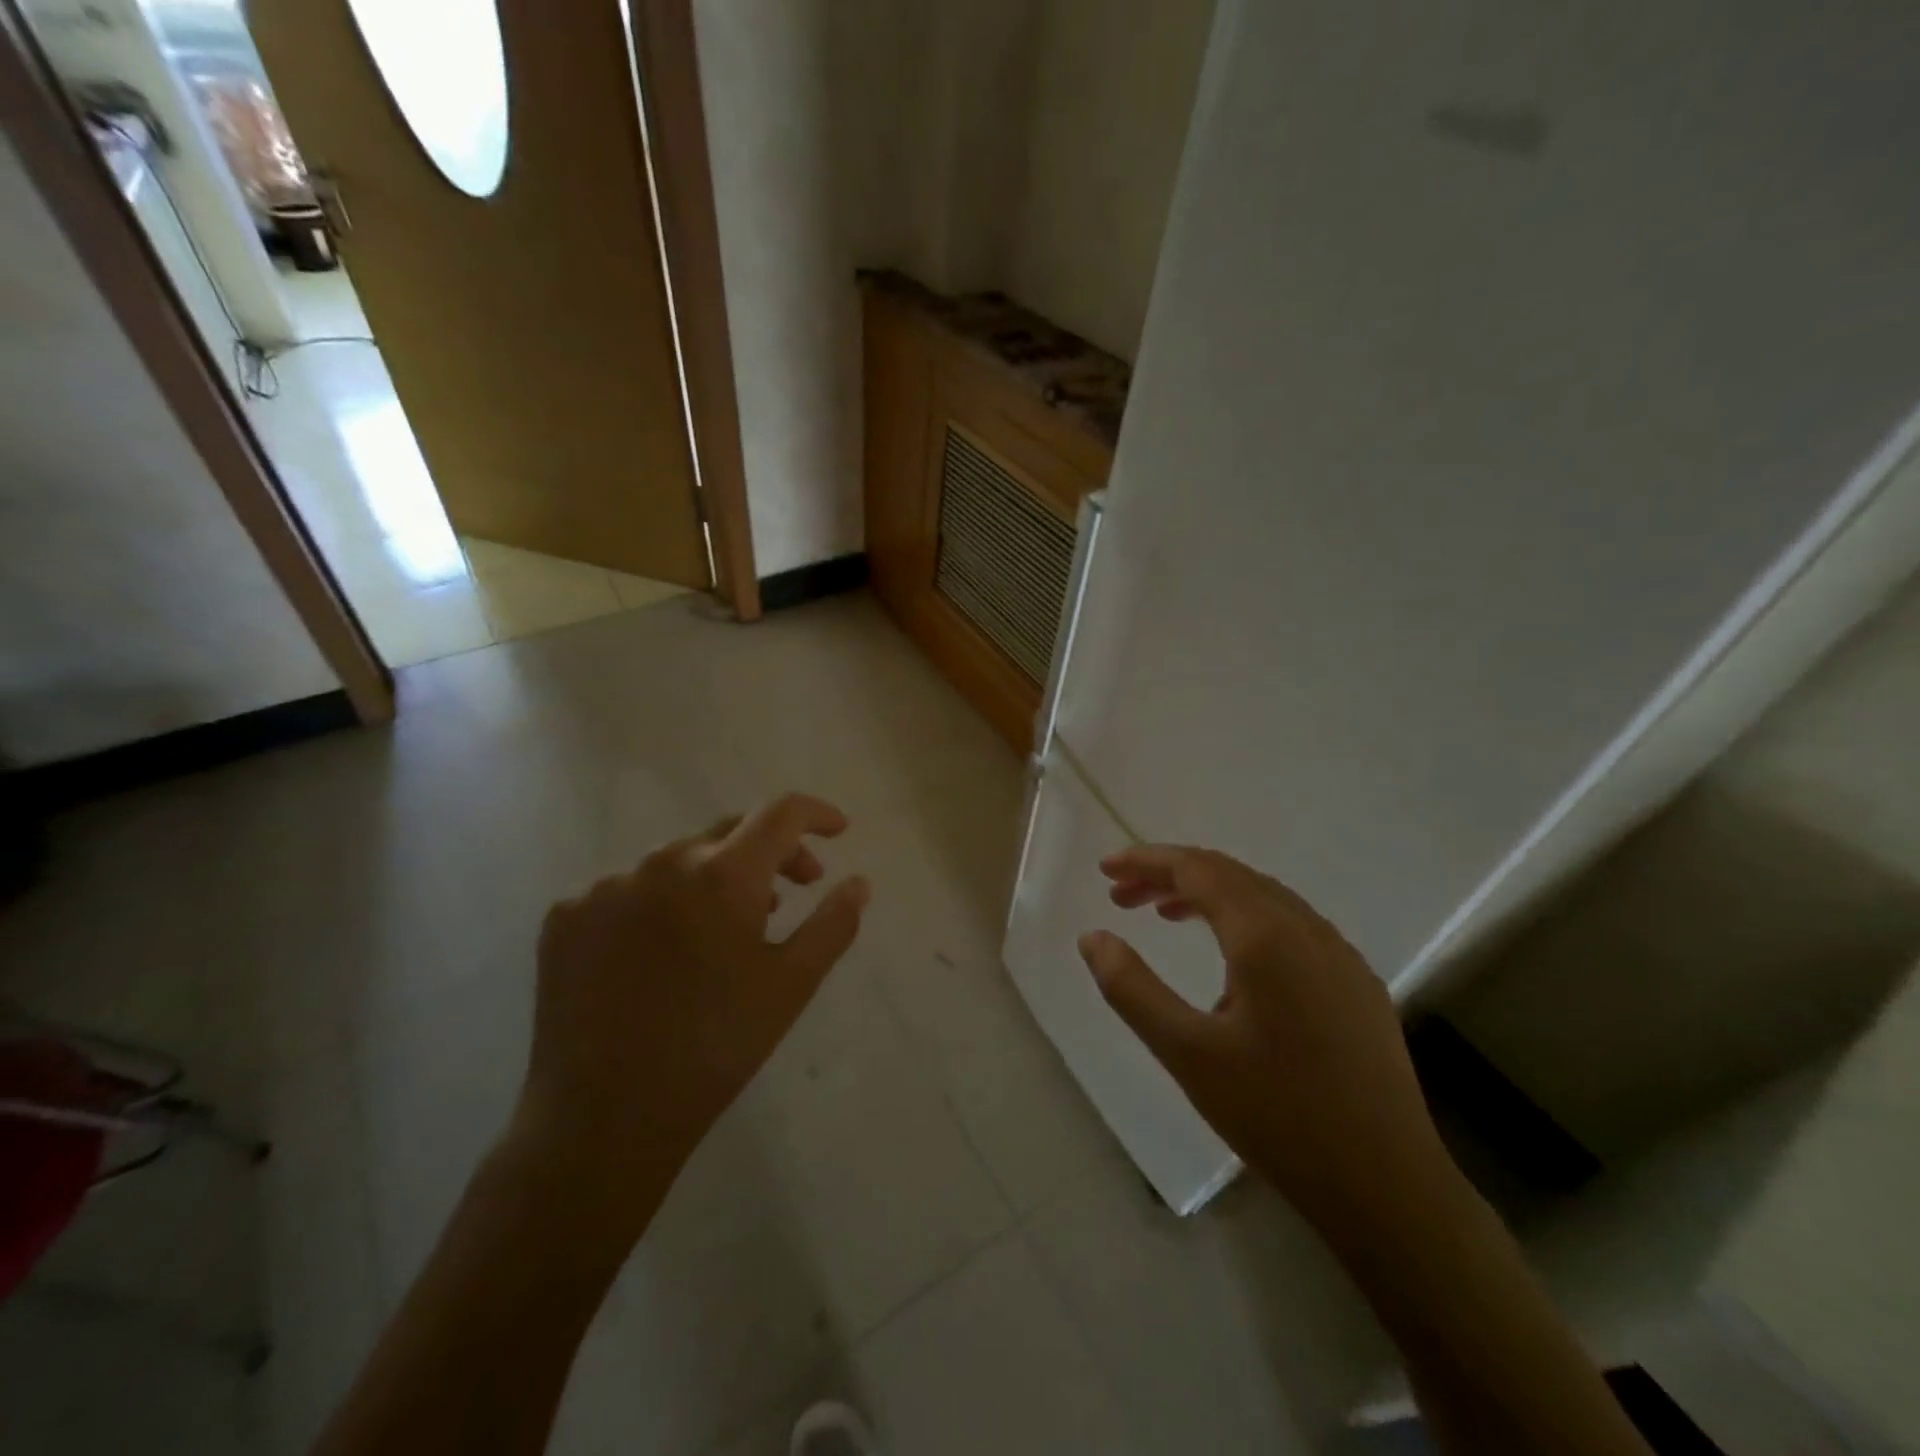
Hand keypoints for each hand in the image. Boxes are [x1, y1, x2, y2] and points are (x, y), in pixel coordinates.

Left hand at [512, 793, 870, 1219]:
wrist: (604, 1118)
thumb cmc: (716, 1047)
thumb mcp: (792, 985)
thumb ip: (833, 923)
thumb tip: (859, 881)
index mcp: (721, 874)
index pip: (780, 813)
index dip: (816, 813)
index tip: (838, 831)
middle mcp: (660, 862)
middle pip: (729, 831)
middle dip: (772, 852)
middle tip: (794, 890)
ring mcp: (605, 886)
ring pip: (677, 861)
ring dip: (714, 879)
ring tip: (727, 929)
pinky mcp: (565, 916)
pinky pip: (628, 890)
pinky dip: (659, 903)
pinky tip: (662, 953)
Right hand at [1079, 845, 1448, 1236]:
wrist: (1388, 1188)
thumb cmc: (1277, 1116)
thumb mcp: (1187, 1053)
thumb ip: (1130, 988)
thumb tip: (1092, 938)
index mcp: (1266, 936)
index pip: (1197, 869)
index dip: (1147, 861)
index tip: (1104, 870)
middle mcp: (1307, 929)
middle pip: (1229, 875)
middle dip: (1170, 875)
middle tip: (1122, 895)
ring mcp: (1340, 954)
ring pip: (1262, 897)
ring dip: (1208, 894)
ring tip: (1164, 915)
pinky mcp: (1357, 982)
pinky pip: (1290, 924)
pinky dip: (1244, 918)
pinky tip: (1229, 957)